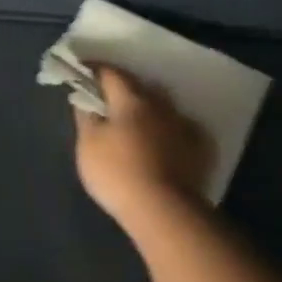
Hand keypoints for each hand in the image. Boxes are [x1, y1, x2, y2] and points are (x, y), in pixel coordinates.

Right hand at [74, 66, 216, 230]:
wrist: (164, 211)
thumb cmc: (117, 172)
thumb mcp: (88, 144)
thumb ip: (86, 117)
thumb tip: (84, 98)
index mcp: (131, 100)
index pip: (111, 73)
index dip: (95, 70)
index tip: (82, 71)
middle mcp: (161, 106)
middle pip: (139, 88)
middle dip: (123, 90)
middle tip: (107, 101)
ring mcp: (183, 126)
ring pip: (161, 108)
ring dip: (147, 110)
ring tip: (134, 123)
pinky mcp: (199, 149)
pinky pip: (178, 130)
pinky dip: (166, 131)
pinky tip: (161, 142)